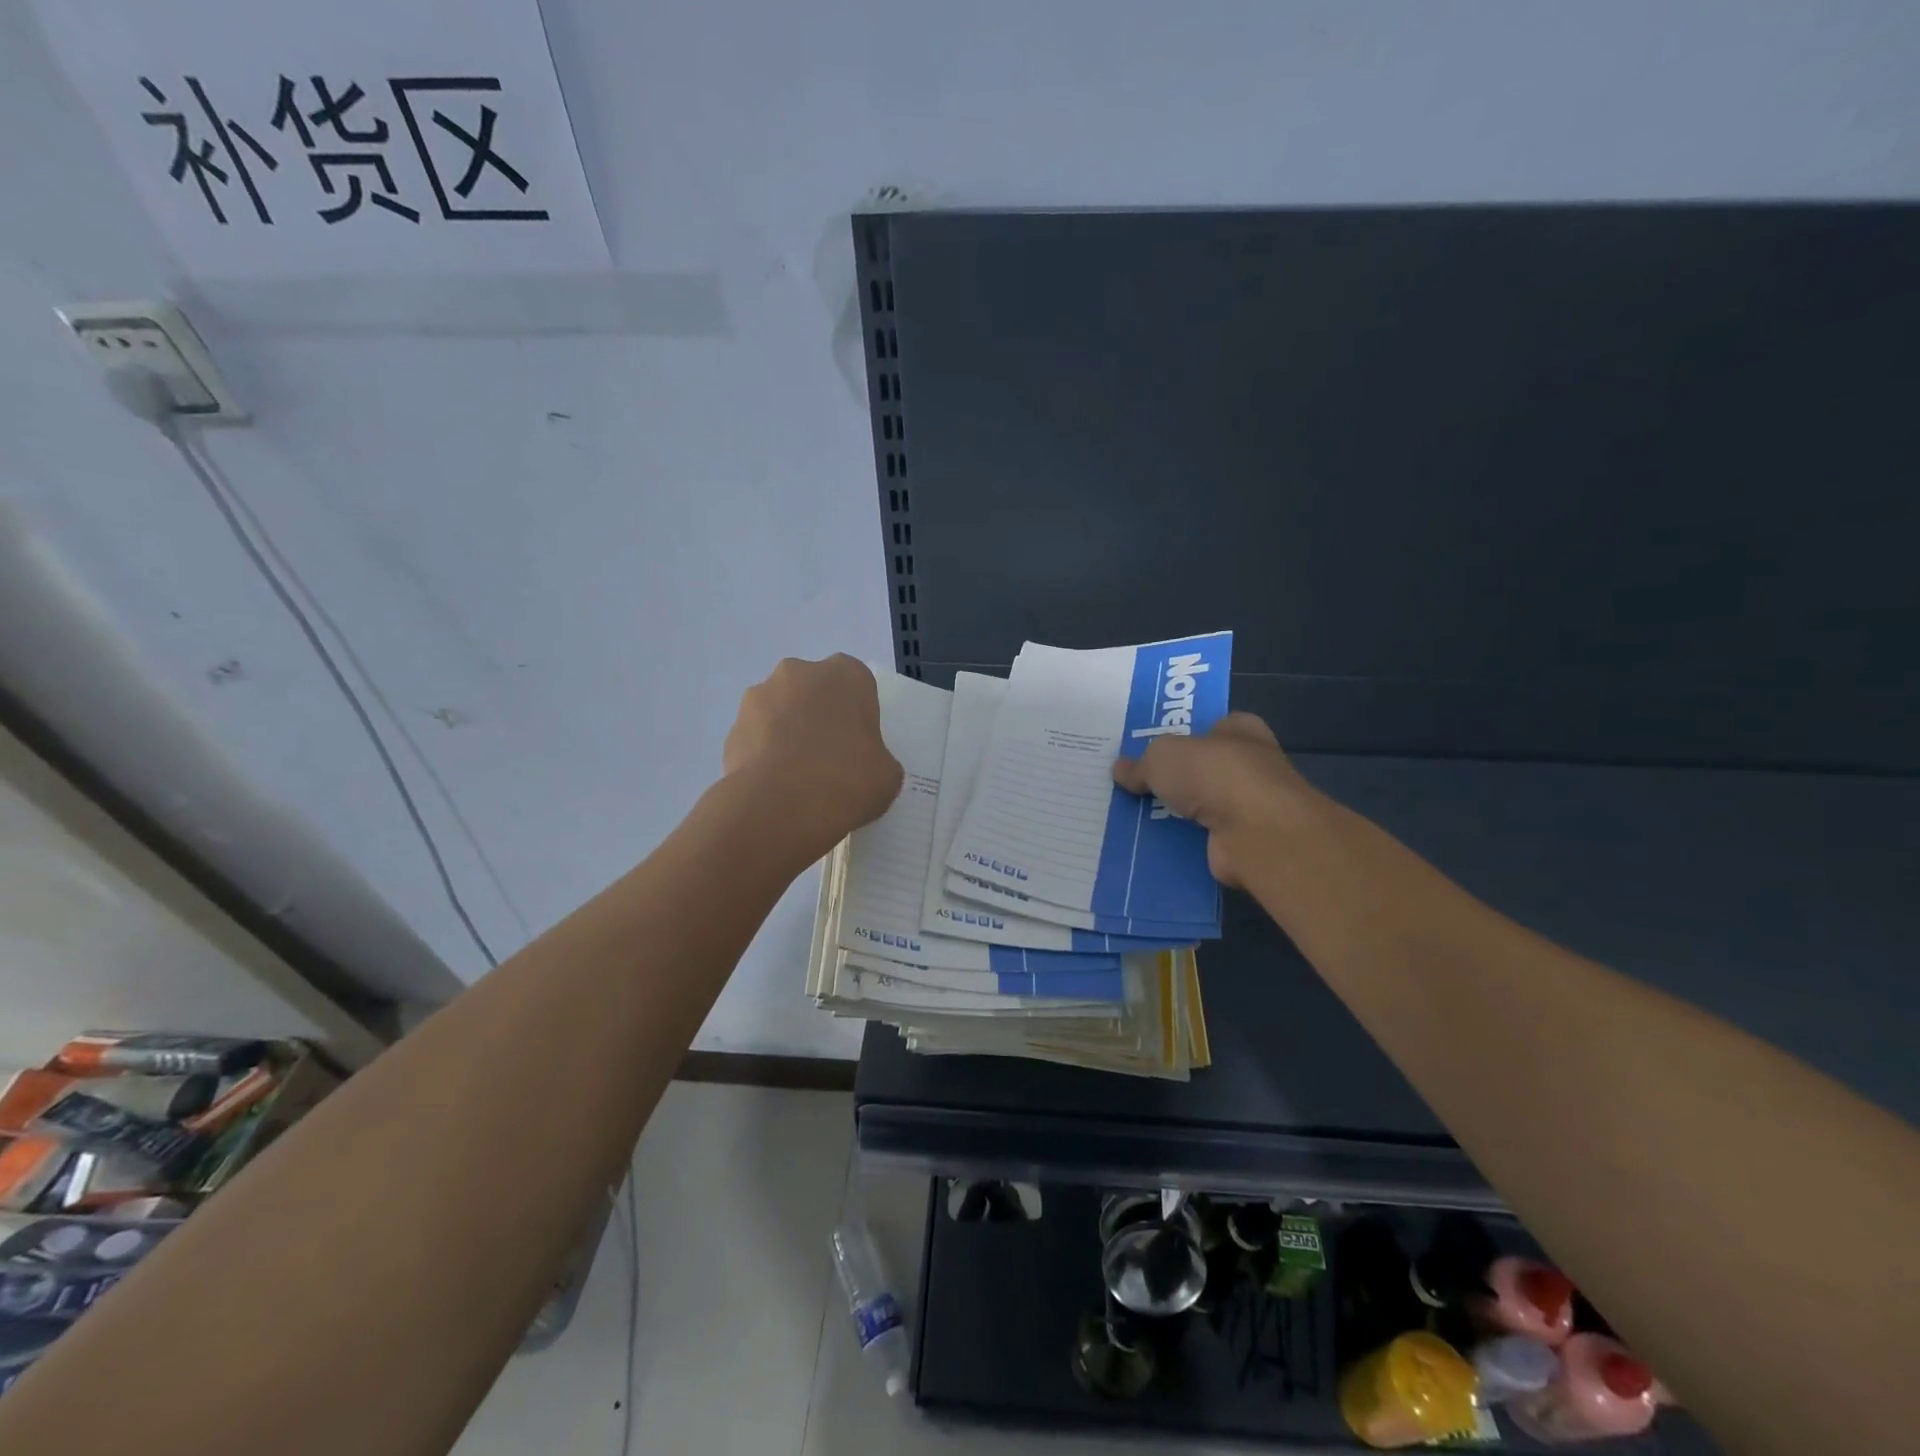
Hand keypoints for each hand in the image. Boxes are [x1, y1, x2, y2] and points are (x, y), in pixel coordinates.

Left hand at [723, 655, 903, 852]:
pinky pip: (756, 738)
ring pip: (780, 711)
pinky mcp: (732, 728)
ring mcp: (759, 697)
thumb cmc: (847, 780)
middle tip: (829, 759)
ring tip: (797, 778)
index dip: (857, 714)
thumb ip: (877, 759)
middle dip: (818, 717)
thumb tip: (863, 766)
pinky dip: (764, 756)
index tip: (859, 745)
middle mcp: (799, 673)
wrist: (780, 807)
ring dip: (787, 733)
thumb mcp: (887, 775)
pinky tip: (774, 788)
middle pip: (814, 691)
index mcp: (846, 674)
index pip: (856, 685)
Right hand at [1111, 713, 1310, 887]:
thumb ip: (1141, 764)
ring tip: (1132, 818)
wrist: (1255, 832)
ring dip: (1174, 814)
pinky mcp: (1241, 842)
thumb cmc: (1214, 774)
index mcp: (1240, 731)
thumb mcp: (1162, 757)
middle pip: (1203, 769)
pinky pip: (1200, 839)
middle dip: (1174, 778)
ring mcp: (1249, 807)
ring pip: (1201, 807)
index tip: (1151, 749)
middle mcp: (1250, 766)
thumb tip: (1119, 770)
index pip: (1211, 727)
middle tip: (1133, 785)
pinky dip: (1179, 843)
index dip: (1183, 736)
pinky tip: (1148, 845)